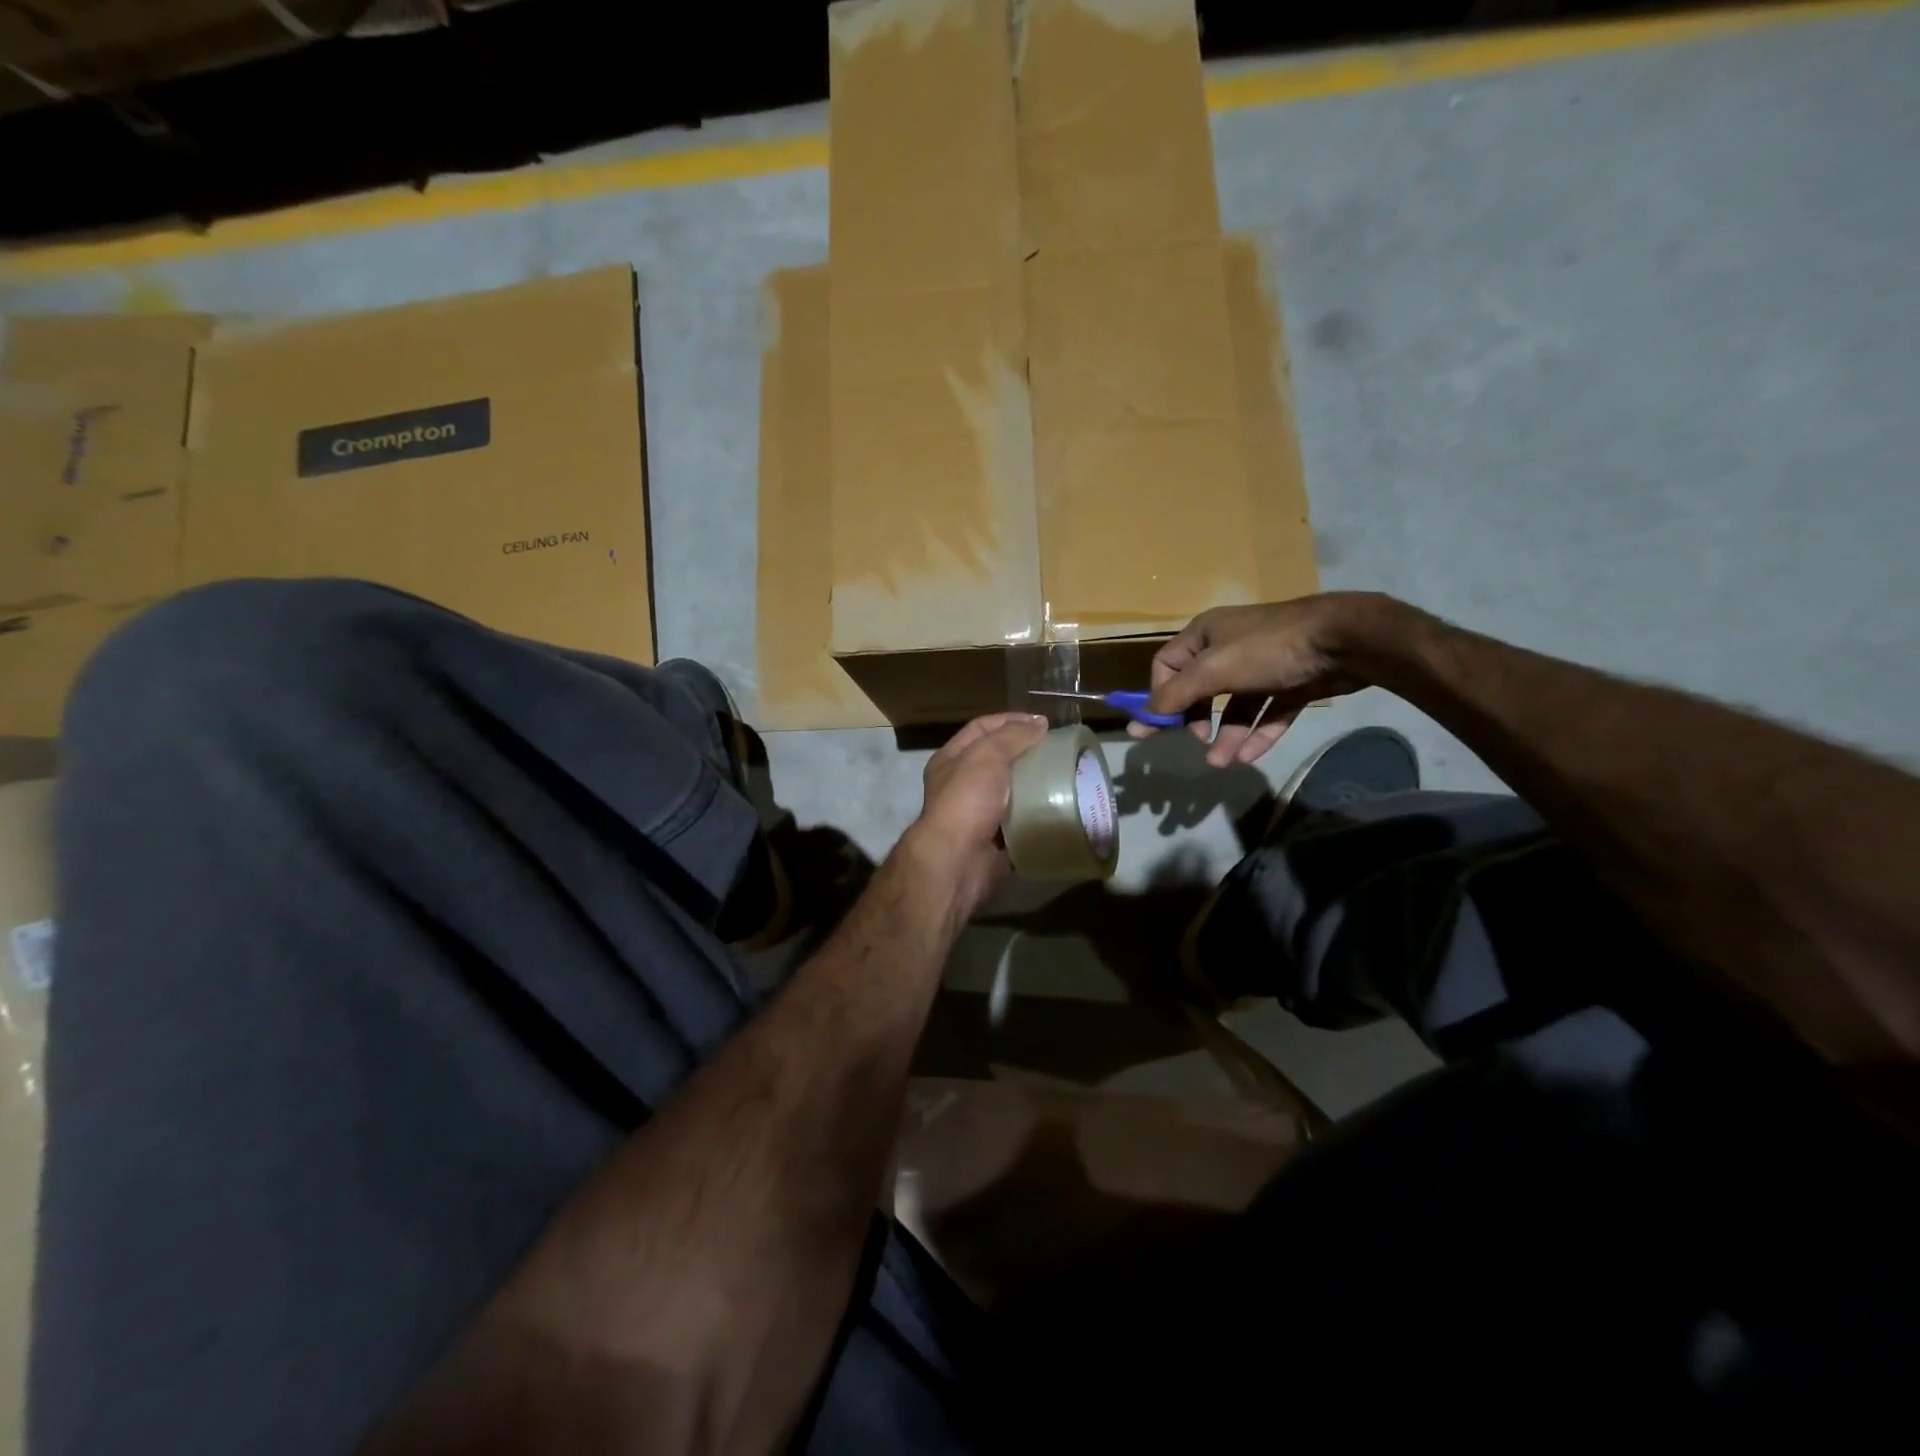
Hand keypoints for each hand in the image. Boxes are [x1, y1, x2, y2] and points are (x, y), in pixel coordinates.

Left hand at [901, 712, 1048, 915]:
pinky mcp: (998, 841)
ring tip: (1068, 777)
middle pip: (999, 760)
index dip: (1010, 720)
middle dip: (1028, 753)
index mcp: (951, 760)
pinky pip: (1023, 823)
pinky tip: (1062, 808)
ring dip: (1037, 785)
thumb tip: (1039, 723)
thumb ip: (1012, 736)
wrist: (957, 863)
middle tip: (1060, 751)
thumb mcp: (986, 756)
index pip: (982, 729)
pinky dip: (1040, 816)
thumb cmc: (966, 801)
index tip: (1043, 723)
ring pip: (1013, 792)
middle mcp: (962, 785)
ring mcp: (980, 815)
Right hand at [1136, 593, 1407, 766]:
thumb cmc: (1267, 648)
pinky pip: (1268, 713)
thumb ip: (1175, 696)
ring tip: (1223, 762)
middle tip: (1197, 739)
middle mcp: (1230, 647)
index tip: (1157, 728)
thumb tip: (1138, 721)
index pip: (1167, 666)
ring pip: (1236, 706)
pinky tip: (1249, 758)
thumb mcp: (1212, 670)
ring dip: (1227, 735)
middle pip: (1200, 689)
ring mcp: (1263, 666)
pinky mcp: (1292, 684)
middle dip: (1196, 719)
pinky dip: (1258, 734)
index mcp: (1206, 635)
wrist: (1344, 640)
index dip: (1160, 696)